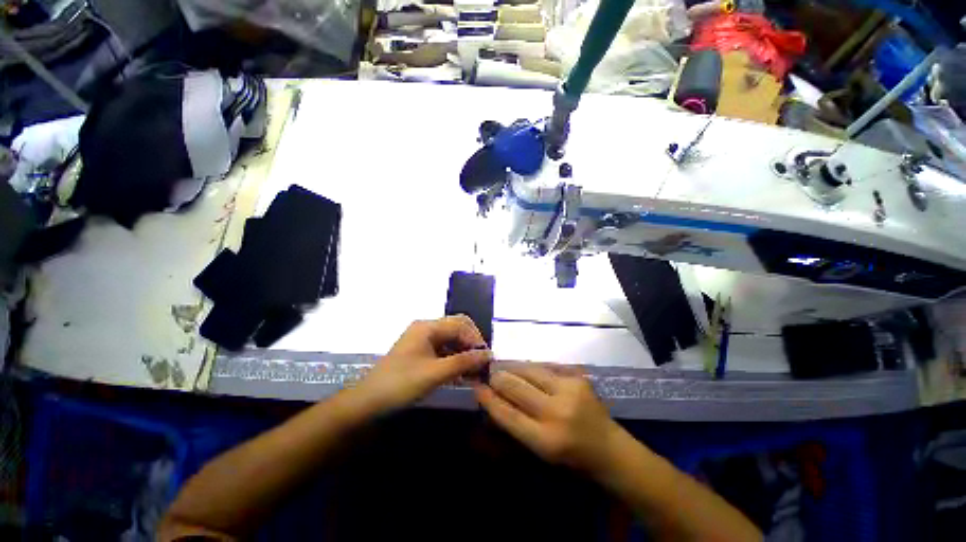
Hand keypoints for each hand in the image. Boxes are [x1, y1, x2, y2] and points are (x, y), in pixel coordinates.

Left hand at [355, 316, 491, 413]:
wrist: (367, 403)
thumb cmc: (401, 384)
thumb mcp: (435, 373)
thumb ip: (464, 362)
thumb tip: (489, 354)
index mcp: (428, 327)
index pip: (461, 325)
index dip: (476, 339)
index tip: (487, 358)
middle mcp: (427, 328)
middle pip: (457, 328)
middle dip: (472, 343)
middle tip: (482, 362)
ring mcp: (423, 340)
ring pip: (451, 340)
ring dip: (464, 353)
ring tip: (475, 372)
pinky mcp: (421, 352)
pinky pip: (444, 350)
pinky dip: (455, 359)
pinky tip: (462, 374)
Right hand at [475, 365, 620, 472]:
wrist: (610, 448)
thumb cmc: (571, 458)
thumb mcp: (539, 451)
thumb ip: (515, 424)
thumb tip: (492, 398)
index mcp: (546, 440)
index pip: (507, 413)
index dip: (488, 398)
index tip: (477, 387)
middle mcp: (557, 412)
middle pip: (515, 386)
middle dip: (498, 378)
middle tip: (490, 375)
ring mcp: (569, 390)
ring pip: (529, 370)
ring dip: (513, 368)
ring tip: (506, 369)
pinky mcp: (577, 377)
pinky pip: (545, 366)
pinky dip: (532, 368)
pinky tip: (527, 371)